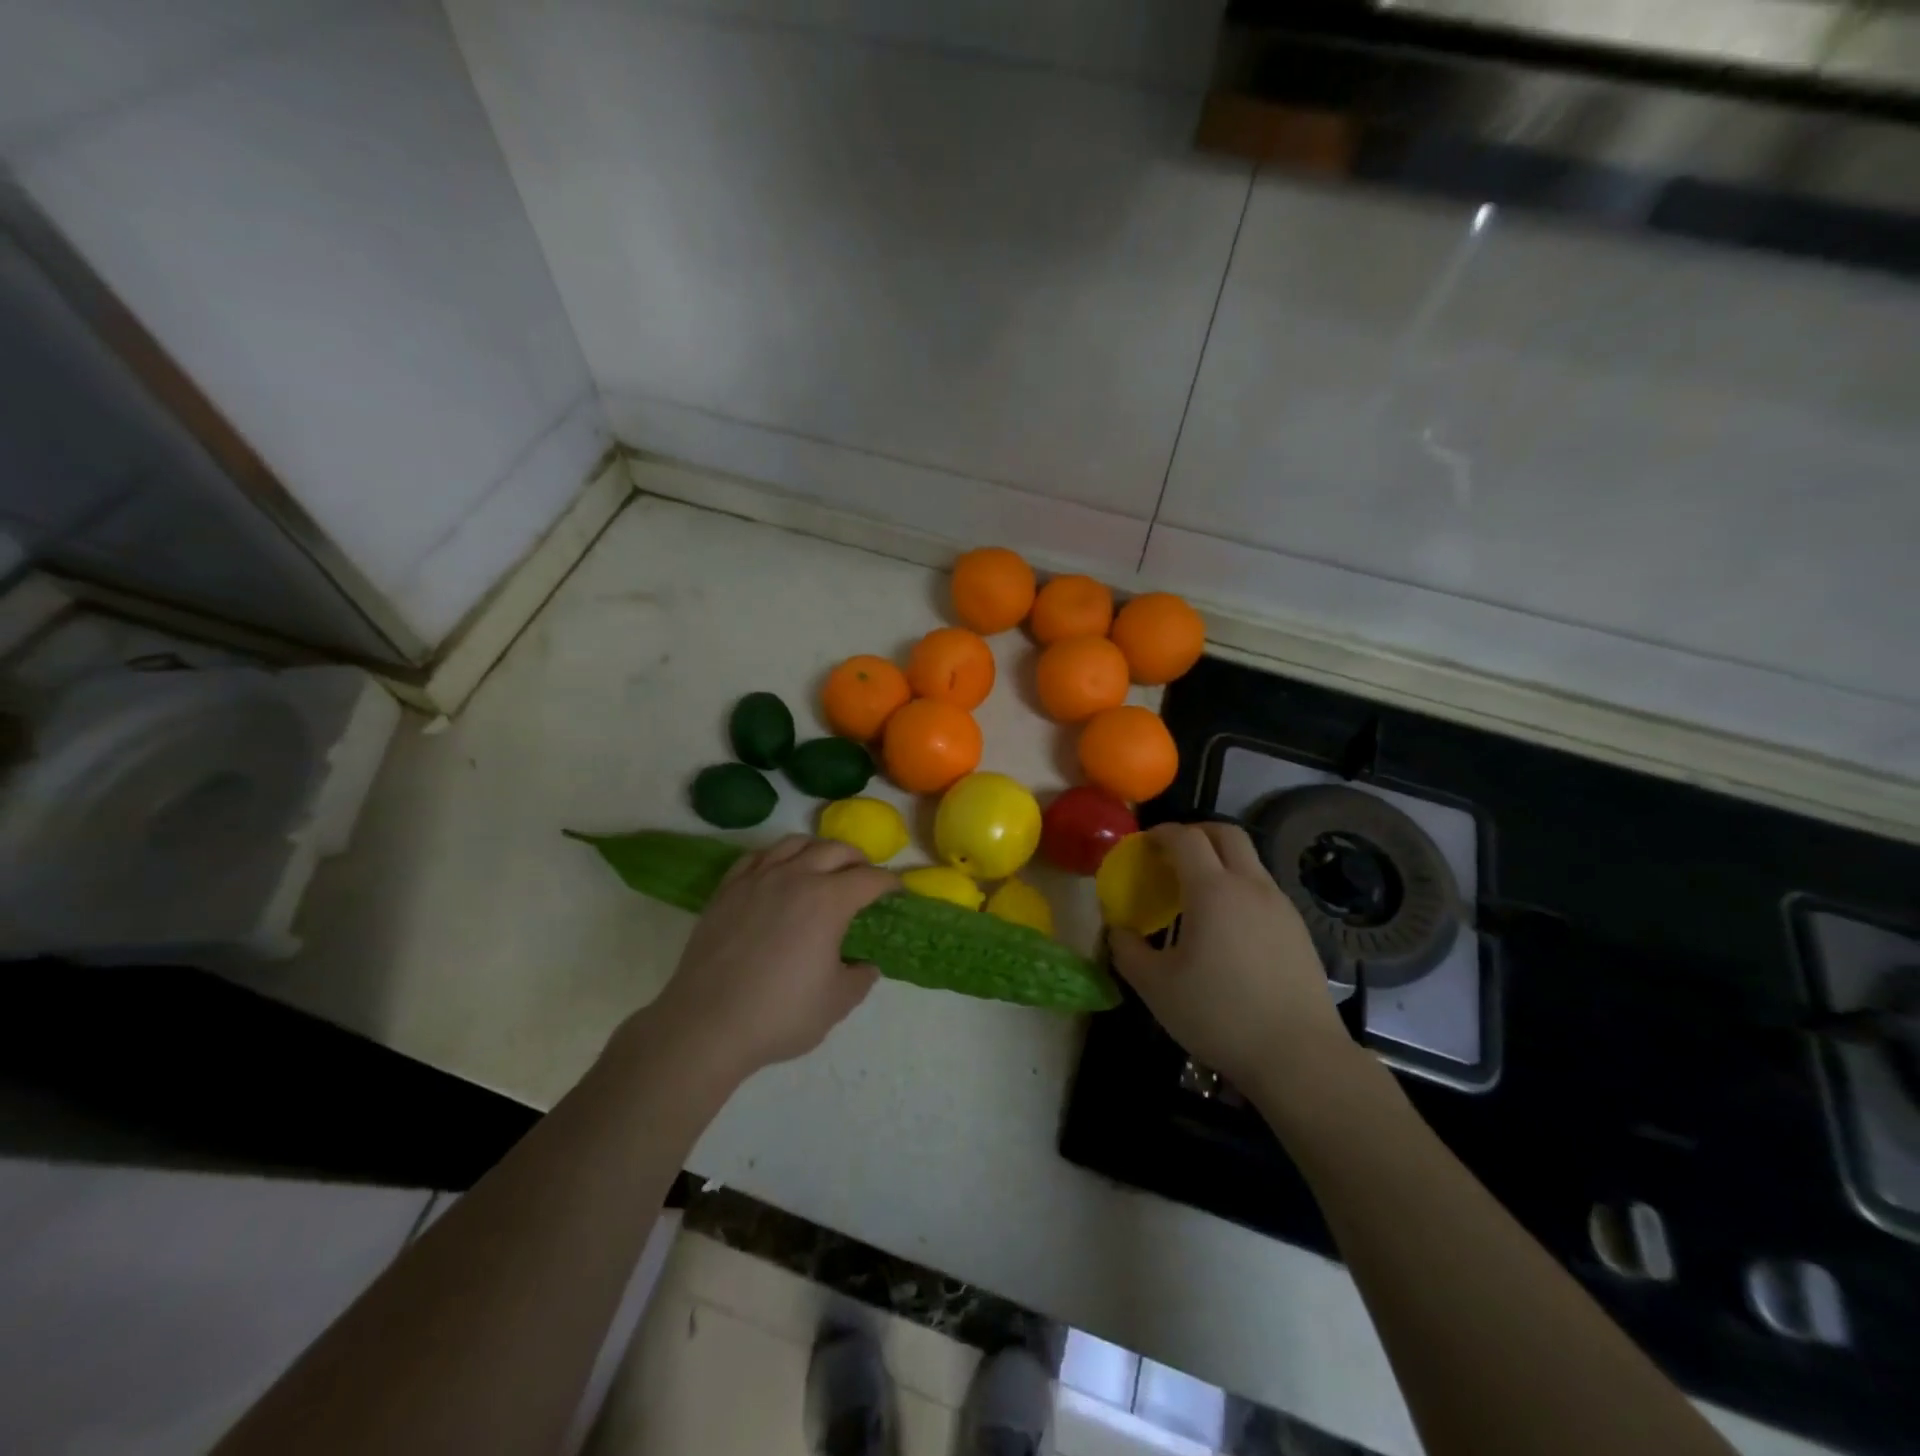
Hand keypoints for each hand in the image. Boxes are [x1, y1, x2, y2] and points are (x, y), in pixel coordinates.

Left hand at [642, 836, 896, 1083]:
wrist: (706, 1024)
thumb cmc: (779, 1014)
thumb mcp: (836, 1003)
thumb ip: (860, 978)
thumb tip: (864, 964)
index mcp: (829, 901)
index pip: (870, 878)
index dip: (890, 882)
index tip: (897, 891)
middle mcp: (796, 877)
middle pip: (836, 849)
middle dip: (858, 859)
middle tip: (865, 877)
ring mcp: (758, 879)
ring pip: (796, 843)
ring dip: (819, 850)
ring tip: (824, 867)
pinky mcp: (727, 889)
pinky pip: (758, 856)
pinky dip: (778, 857)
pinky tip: (779, 872)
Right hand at [1109, 822, 1354, 1097]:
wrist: (1299, 1056)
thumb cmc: (1219, 1015)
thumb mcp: (1156, 987)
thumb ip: (1127, 951)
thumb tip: (1117, 931)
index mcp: (1213, 890)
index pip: (1186, 838)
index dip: (1161, 833)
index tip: (1143, 844)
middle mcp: (1251, 886)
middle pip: (1227, 833)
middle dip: (1196, 832)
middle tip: (1172, 854)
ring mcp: (1281, 906)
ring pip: (1249, 861)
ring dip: (1220, 861)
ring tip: (1197, 893)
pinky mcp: (1299, 930)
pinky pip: (1264, 890)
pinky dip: (1240, 888)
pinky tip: (1228, 927)